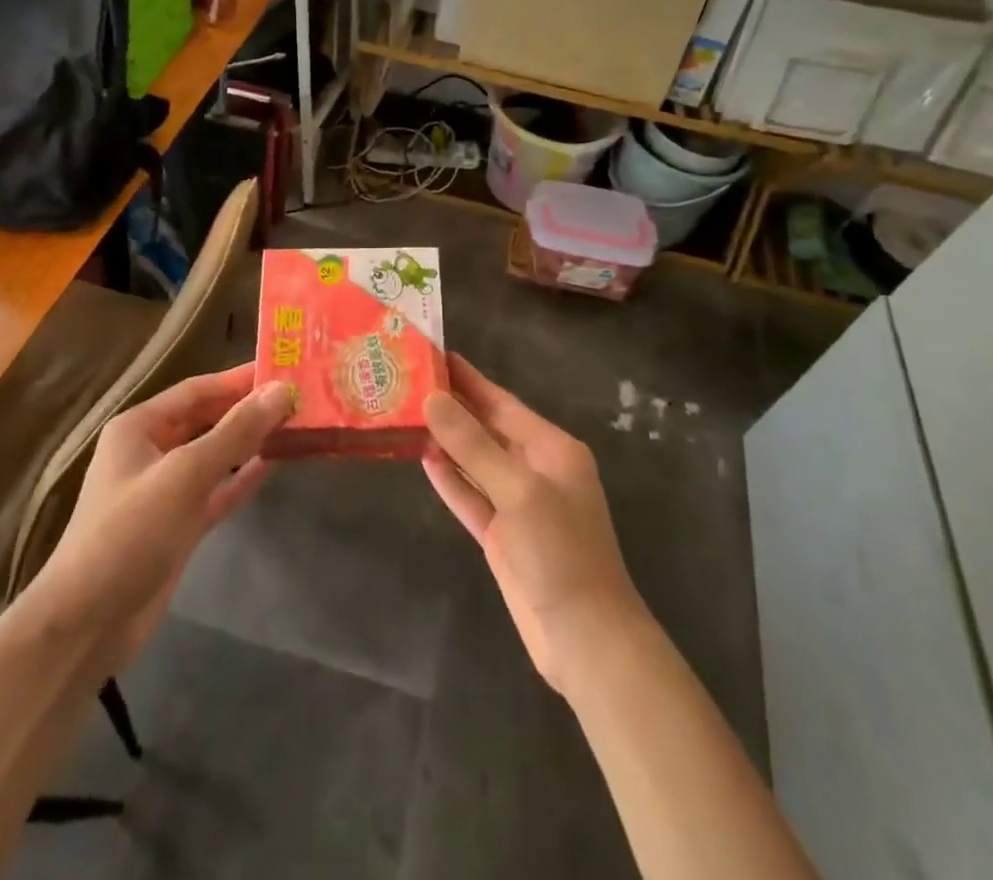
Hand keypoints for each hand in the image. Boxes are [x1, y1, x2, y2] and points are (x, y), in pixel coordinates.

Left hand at [22, 364, 293, 674]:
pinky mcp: (178, 525)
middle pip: (208, 419)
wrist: (86, 624)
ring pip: (215, 454)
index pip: (199, 389)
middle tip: (299, 397)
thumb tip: (282, 390)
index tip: (284, 368)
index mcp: (141, 427)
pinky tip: (274, 465)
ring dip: (250, 441)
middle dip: (249, 409)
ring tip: (295, 425)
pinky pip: (217, 490)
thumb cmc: (130, 532)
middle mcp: (151, 451)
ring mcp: (165, 490)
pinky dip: (242, 478)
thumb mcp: (186, 474)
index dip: (240, 379)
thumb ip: (236, 431)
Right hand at [422, 354, 648, 693]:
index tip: (435, 353)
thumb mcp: (518, 490)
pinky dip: (450, 480)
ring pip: (475, 462)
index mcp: (552, 449)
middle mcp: (535, 469)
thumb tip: (433, 400)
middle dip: (453, 407)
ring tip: (407, 414)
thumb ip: (473, 445)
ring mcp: (518, 504)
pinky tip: (423, 459)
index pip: (502, 402)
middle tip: (409, 382)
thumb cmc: (559, 551)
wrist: (585, 638)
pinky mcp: (502, 536)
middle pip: (487, 429)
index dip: (469, 379)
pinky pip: (471, 496)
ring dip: (446, 441)